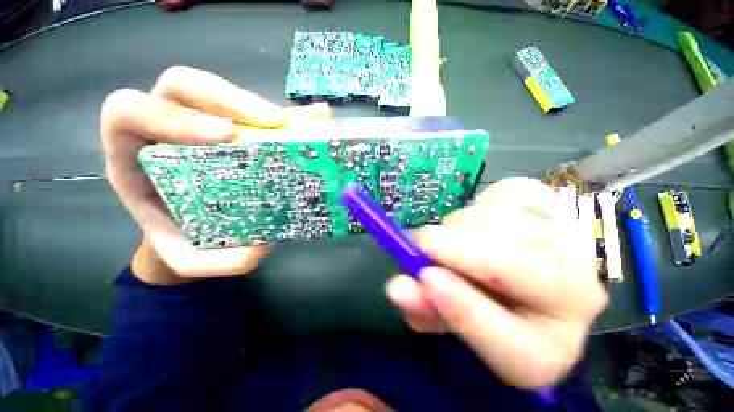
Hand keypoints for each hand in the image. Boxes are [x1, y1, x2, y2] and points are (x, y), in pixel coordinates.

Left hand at [101, 66, 328, 284]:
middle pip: (183, 85)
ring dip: (259, 106)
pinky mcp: (239, 126)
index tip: (225, 136)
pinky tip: (313, 119)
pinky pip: (258, 111)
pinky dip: (287, 114)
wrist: (196, 227)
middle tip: (272, 123)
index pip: (131, 112)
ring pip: (220, 92)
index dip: (174, 116)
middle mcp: (166, 125)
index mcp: (134, 152)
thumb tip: (259, 250)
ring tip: (292, 126)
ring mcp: (205, 120)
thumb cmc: (184, 235)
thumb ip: (211, 260)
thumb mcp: (188, 255)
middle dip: (228, 99)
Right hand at [386, 178, 607, 387]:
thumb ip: (422, 304)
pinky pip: (516, 192)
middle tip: (420, 243)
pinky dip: (485, 199)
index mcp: (544, 351)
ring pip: (506, 221)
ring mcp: (573, 246)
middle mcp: (574, 299)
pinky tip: (480, 215)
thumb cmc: (480, 304)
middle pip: (517, 266)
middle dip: (456, 249)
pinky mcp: (562, 208)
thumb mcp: (448, 315)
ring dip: (461, 224)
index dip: (463, 308)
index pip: (511, 342)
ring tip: (448, 235)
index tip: (424, 278)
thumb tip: (396, 287)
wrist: (521, 282)